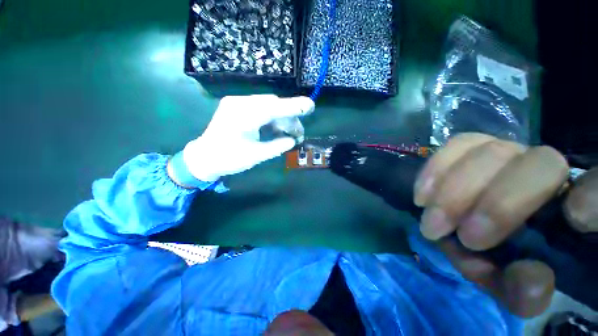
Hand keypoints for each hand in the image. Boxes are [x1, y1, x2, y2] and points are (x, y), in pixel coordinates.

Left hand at [182, 95, 313, 181]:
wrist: (204, 157)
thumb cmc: (228, 159)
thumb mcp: (256, 156)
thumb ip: (277, 146)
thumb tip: (292, 140)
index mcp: (243, 116)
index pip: (274, 107)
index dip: (294, 106)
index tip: (310, 106)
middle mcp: (240, 103)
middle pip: (273, 104)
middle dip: (289, 117)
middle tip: (298, 134)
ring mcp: (238, 103)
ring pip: (268, 106)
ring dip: (282, 119)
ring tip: (290, 134)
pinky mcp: (238, 107)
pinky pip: (261, 109)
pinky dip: (272, 119)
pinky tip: (278, 130)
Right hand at [414, 133, 597, 316]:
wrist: (473, 228)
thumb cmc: (503, 258)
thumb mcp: (515, 285)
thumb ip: (525, 290)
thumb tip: (529, 278)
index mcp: (575, 207)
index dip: (596, 193)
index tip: (574, 217)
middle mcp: (548, 168)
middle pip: (538, 165)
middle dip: (496, 205)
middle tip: (461, 237)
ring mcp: (510, 151)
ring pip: (489, 152)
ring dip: (454, 191)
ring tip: (431, 222)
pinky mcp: (475, 146)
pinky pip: (456, 145)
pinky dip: (435, 170)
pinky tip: (422, 195)